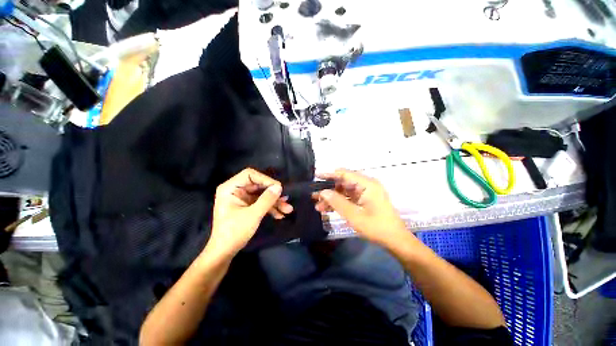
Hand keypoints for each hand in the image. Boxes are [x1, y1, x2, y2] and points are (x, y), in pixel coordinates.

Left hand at [206, 168, 292, 256]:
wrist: (224, 252)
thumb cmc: (234, 232)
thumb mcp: (253, 215)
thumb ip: (267, 199)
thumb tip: (279, 187)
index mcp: (231, 188)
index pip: (250, 175)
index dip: (265, 179)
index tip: (278, 188)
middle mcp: (236, 190)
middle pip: (259, 185)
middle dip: (273, 194)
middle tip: (286, 199)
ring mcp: (242, 198)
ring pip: (262, 195)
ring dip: (275, 202)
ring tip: (288, 209)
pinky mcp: (247, 206)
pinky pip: (261, 202)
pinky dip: (270, 208)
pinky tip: (280, 215)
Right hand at [314, 169, 408, 246]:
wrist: (396, 241)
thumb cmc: (376, 227)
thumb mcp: (354, 215)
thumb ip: (337, 202)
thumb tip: (322, 192)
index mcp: (367, 184)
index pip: (345, 174)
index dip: (329, 174)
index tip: (316, 176)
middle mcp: (367, 185)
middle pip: (343, 183)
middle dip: (328, 189)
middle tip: (314, 196)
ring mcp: (366, 193)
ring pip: (345, 191)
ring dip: (332, 198)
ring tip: (318, 206)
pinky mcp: (365, 201)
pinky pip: (349, 198)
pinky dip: (339, 203)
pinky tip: (327, 209)